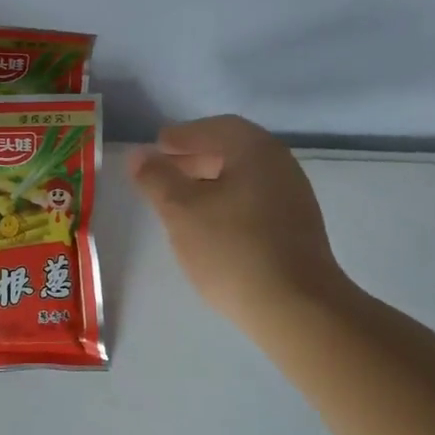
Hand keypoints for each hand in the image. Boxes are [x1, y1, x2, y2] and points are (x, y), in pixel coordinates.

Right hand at [130, 115, 353, 328]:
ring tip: (180, 201)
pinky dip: (227, 202)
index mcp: (256, 151)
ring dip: (210, 182)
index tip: (158, 146)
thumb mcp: (181, 210)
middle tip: (164, 171)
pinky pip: (254, 202)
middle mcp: (281, 167)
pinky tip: (209, 227)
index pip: (217, 128)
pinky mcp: (296, 230)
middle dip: (195, 157)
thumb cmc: (232, 249)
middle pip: (233, 151)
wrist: (295, 307)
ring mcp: (293, 200)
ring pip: (244, 179)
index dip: (184, 135)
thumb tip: (138, 154)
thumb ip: (156, 178)